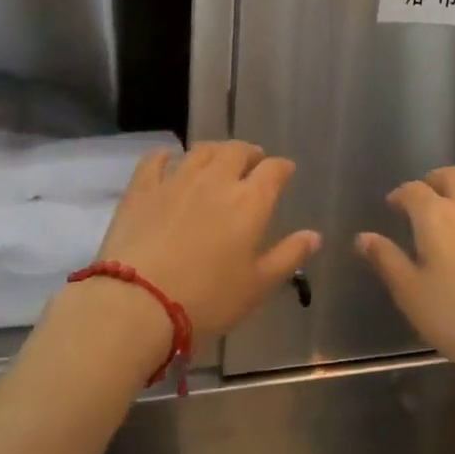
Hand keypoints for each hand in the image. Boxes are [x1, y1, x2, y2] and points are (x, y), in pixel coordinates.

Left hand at [92, 141, 319, 336]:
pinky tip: (168, 159)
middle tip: (252, 162)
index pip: (274, 170)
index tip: (285, 172)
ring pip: (201, 151)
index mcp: (250, 201)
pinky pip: (155, 160)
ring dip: (215, 151)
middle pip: (237, 151)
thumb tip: (314, 236)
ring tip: (218, 159)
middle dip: (250, 153)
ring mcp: (176, 180)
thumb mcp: (258, 286)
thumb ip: (288, 256)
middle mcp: (216, 180)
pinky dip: (166, 156)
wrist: (139, 302)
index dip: (282, 168)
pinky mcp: (142, 189)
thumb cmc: (208, 299)